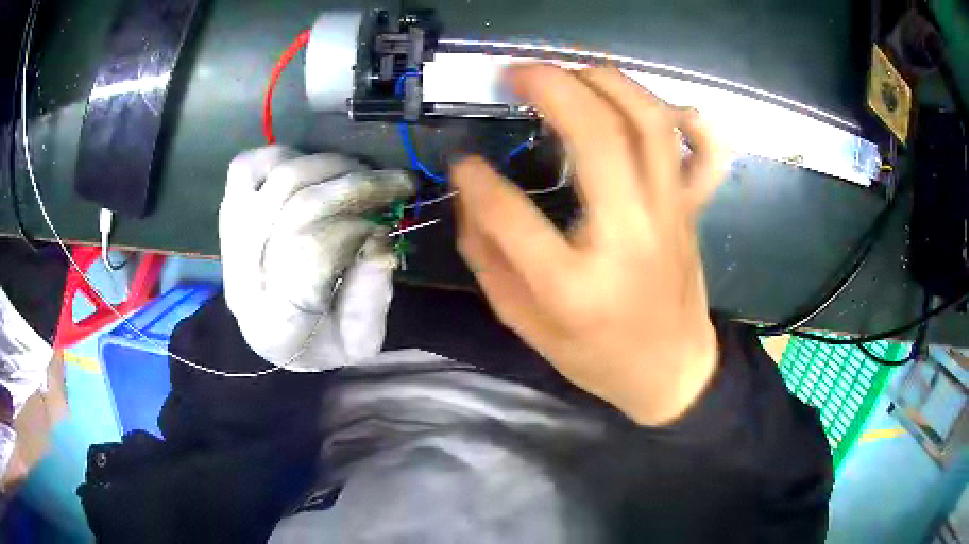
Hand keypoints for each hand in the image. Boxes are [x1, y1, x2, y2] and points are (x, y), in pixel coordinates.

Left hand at [220, 147, 412, 370]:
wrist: (275, 338)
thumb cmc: (319, 343)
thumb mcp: (359, 342)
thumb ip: (370, 301)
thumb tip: (381, 242)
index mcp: (275, 320)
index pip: (309, 256)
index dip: (355, 230)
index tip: (388, 223)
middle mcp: (244, 275)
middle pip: (297, 206)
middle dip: (355, 187)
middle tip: (394, 184)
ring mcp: (231, 240)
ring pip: (276, 180)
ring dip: (328, 167)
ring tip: (359, 172)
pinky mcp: (229, 215)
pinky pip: (245, 167)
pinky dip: (280, 155)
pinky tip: (309, 165)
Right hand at [452, 65, 728, 424]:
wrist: (673, 373)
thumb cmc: (598, 357)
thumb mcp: (526, 324)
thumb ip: (488, 257)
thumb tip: (468, 191)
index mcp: (576, 286)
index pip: (510, 215)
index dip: (476, 181)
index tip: (462, 161)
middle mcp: (631, 236)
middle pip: (598, 136)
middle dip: (552, 87)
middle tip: (516, 73)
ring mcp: (670, 215)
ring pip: (651, 123)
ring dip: (608, 82)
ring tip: (570, 72)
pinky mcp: (691, 209)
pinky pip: (704, 151)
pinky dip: (686, 117)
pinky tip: (654, 105)